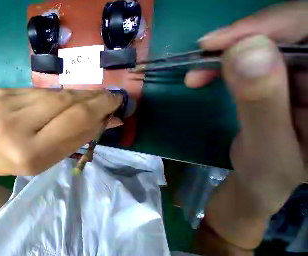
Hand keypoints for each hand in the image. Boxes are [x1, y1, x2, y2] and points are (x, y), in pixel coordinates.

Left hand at [0, 88, 122, 176]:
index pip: (75, 120)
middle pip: (64, 102)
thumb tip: (112, 118)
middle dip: (90, 97)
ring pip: (53, 93)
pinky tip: (60, 101)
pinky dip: (56, 95)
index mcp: (32, 153)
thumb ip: (85, 133)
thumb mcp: (60, 153)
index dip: (99, 106)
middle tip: (106, 96)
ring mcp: (2, 108)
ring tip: (86, 99)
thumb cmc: (30, 158)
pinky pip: (40, 90)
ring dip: (75, 95)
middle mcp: (14, 129)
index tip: (116, 99)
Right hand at [186, 2, 307, 249]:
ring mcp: (305, 74)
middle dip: (247, 40)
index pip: (303, 33)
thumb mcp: (267, 145)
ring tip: (208, 68)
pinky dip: (241, 61)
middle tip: (206, 55)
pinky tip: (220, 72)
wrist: (266, 182)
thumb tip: (239, 51)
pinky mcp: (288, 78)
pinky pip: (266, 56)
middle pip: (291, 32)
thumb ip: (260, 96)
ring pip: (276, 44)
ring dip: (239, 52)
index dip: (260, 29)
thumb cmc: (269, 176)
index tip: (214, 43)